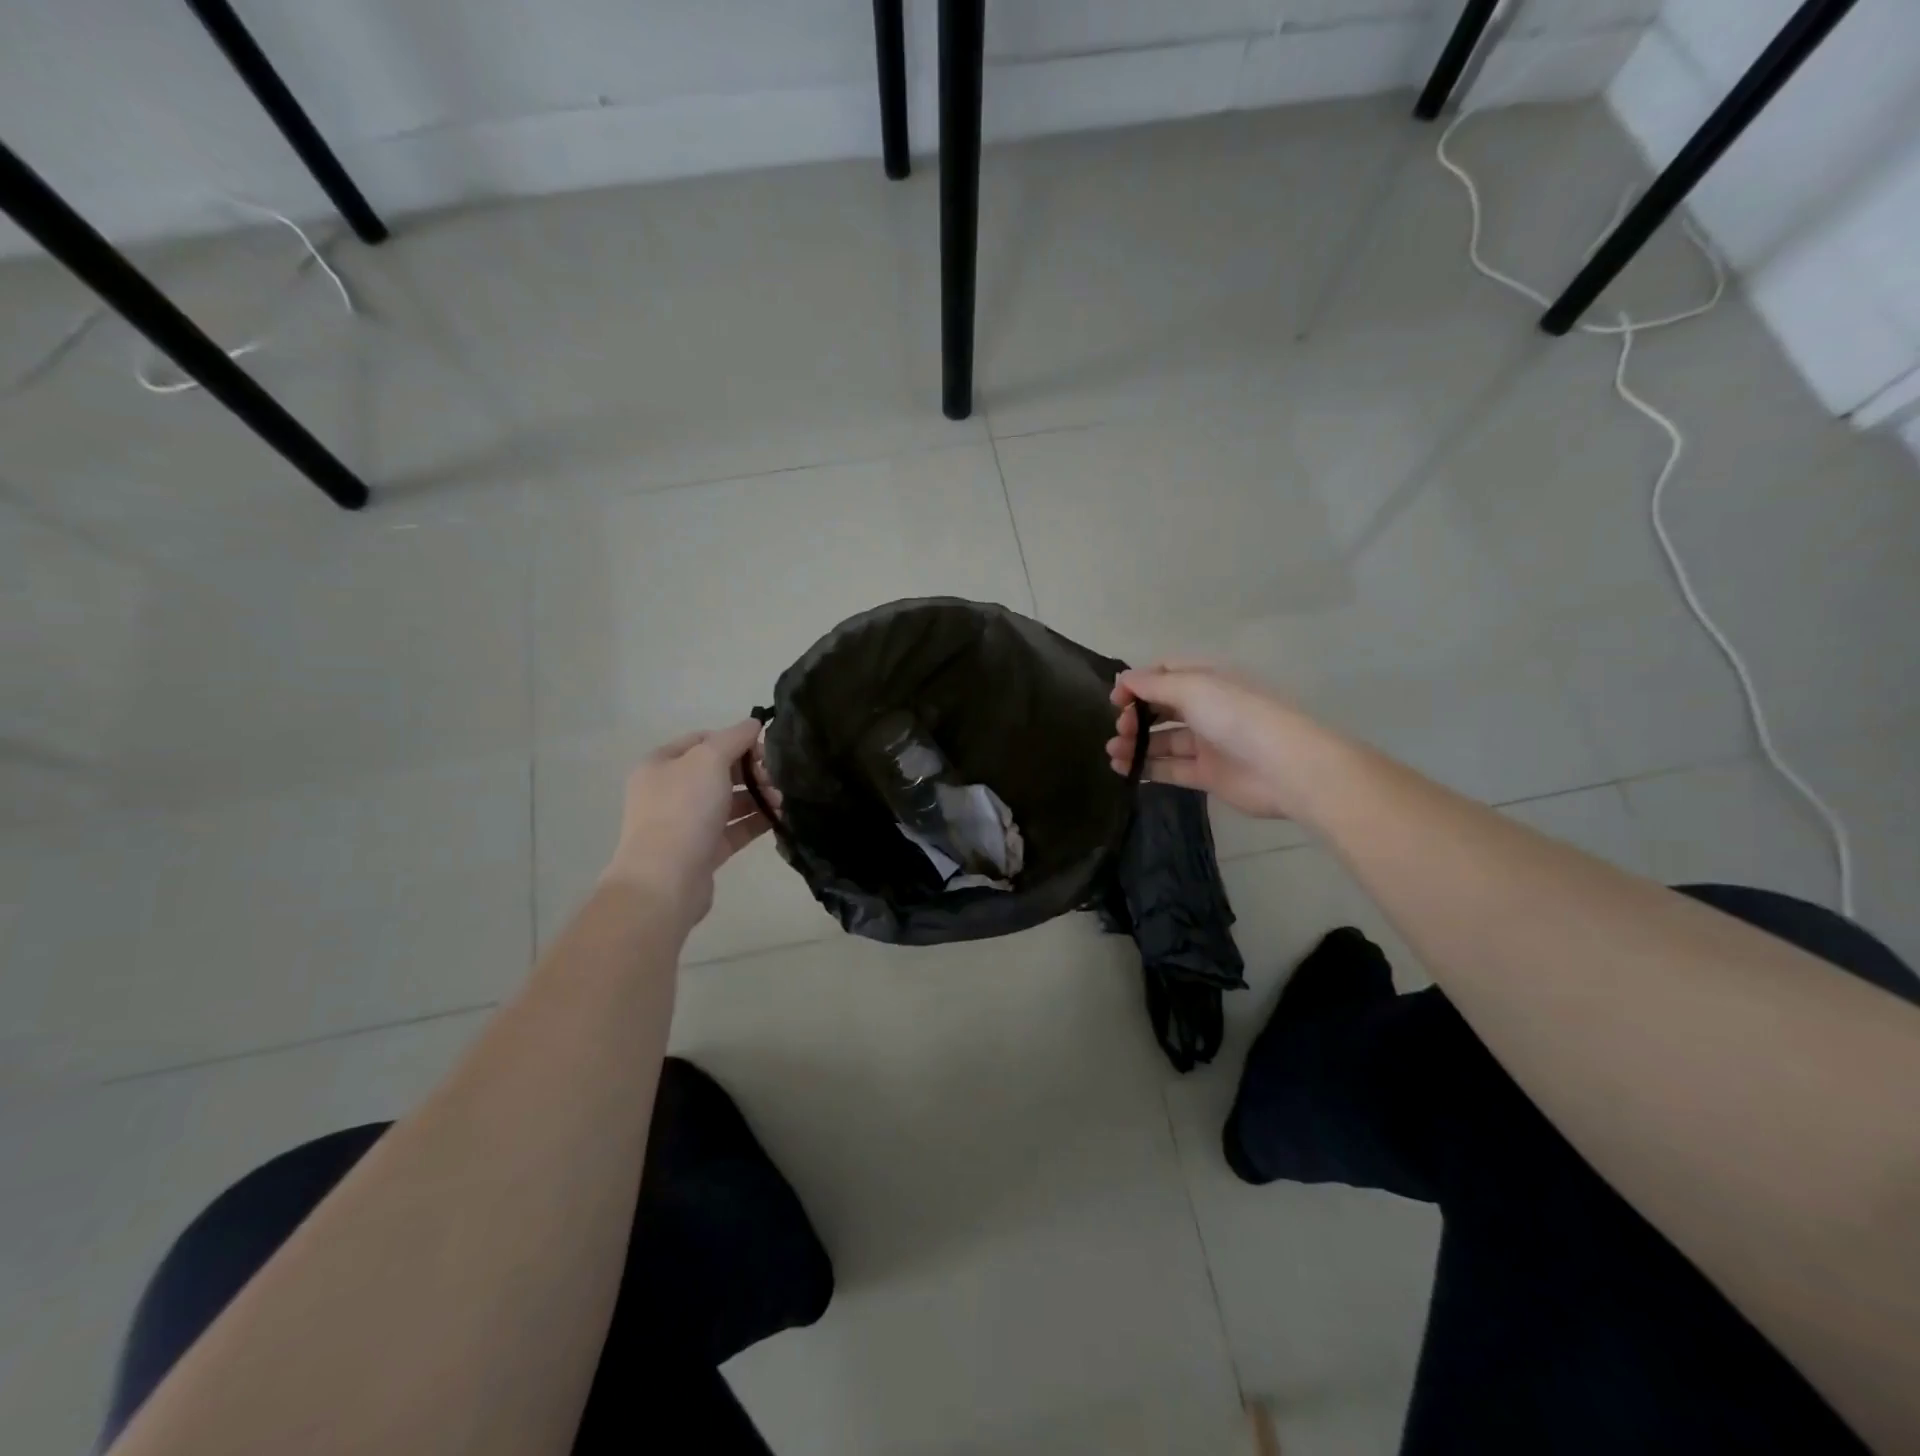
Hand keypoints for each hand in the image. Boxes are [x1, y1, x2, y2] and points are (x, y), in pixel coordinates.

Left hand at [600, 720, 783, 932]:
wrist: (665, 880)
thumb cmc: (683, 810)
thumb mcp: (709, 760)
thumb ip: (734, 737)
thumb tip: (754, 723)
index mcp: (661, 764)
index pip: (703, 740)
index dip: (735, 739)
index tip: (765, 747)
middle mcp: (669, 791)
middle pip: (718, 770)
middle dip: (751, 770)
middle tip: (778, 776)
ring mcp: (685, 823)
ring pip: (728, 801)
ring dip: (758, 796)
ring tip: (783, 800)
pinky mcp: (702, 851)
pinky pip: (734, 829)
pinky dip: (755, 821)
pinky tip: (780, 818)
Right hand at [1107, 661, 1327, 820]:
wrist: (1283, 767)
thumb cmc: (1236, 716)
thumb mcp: (1192, 688)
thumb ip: (1153, 684)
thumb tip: (1122, 679)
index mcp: (1207, 680)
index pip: (1164, 674)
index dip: (1137, 684)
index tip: (1116, 701)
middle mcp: (1207, 708)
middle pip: (1161, 708)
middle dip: (1134, 716)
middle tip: (1119, 730)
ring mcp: (1207, 743)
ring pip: (1162, 741)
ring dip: (1135, 744)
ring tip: (1113, 753)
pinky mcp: (1208, 774)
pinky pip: (1171, 769)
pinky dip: (1147, 769)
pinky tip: (1125, 770)